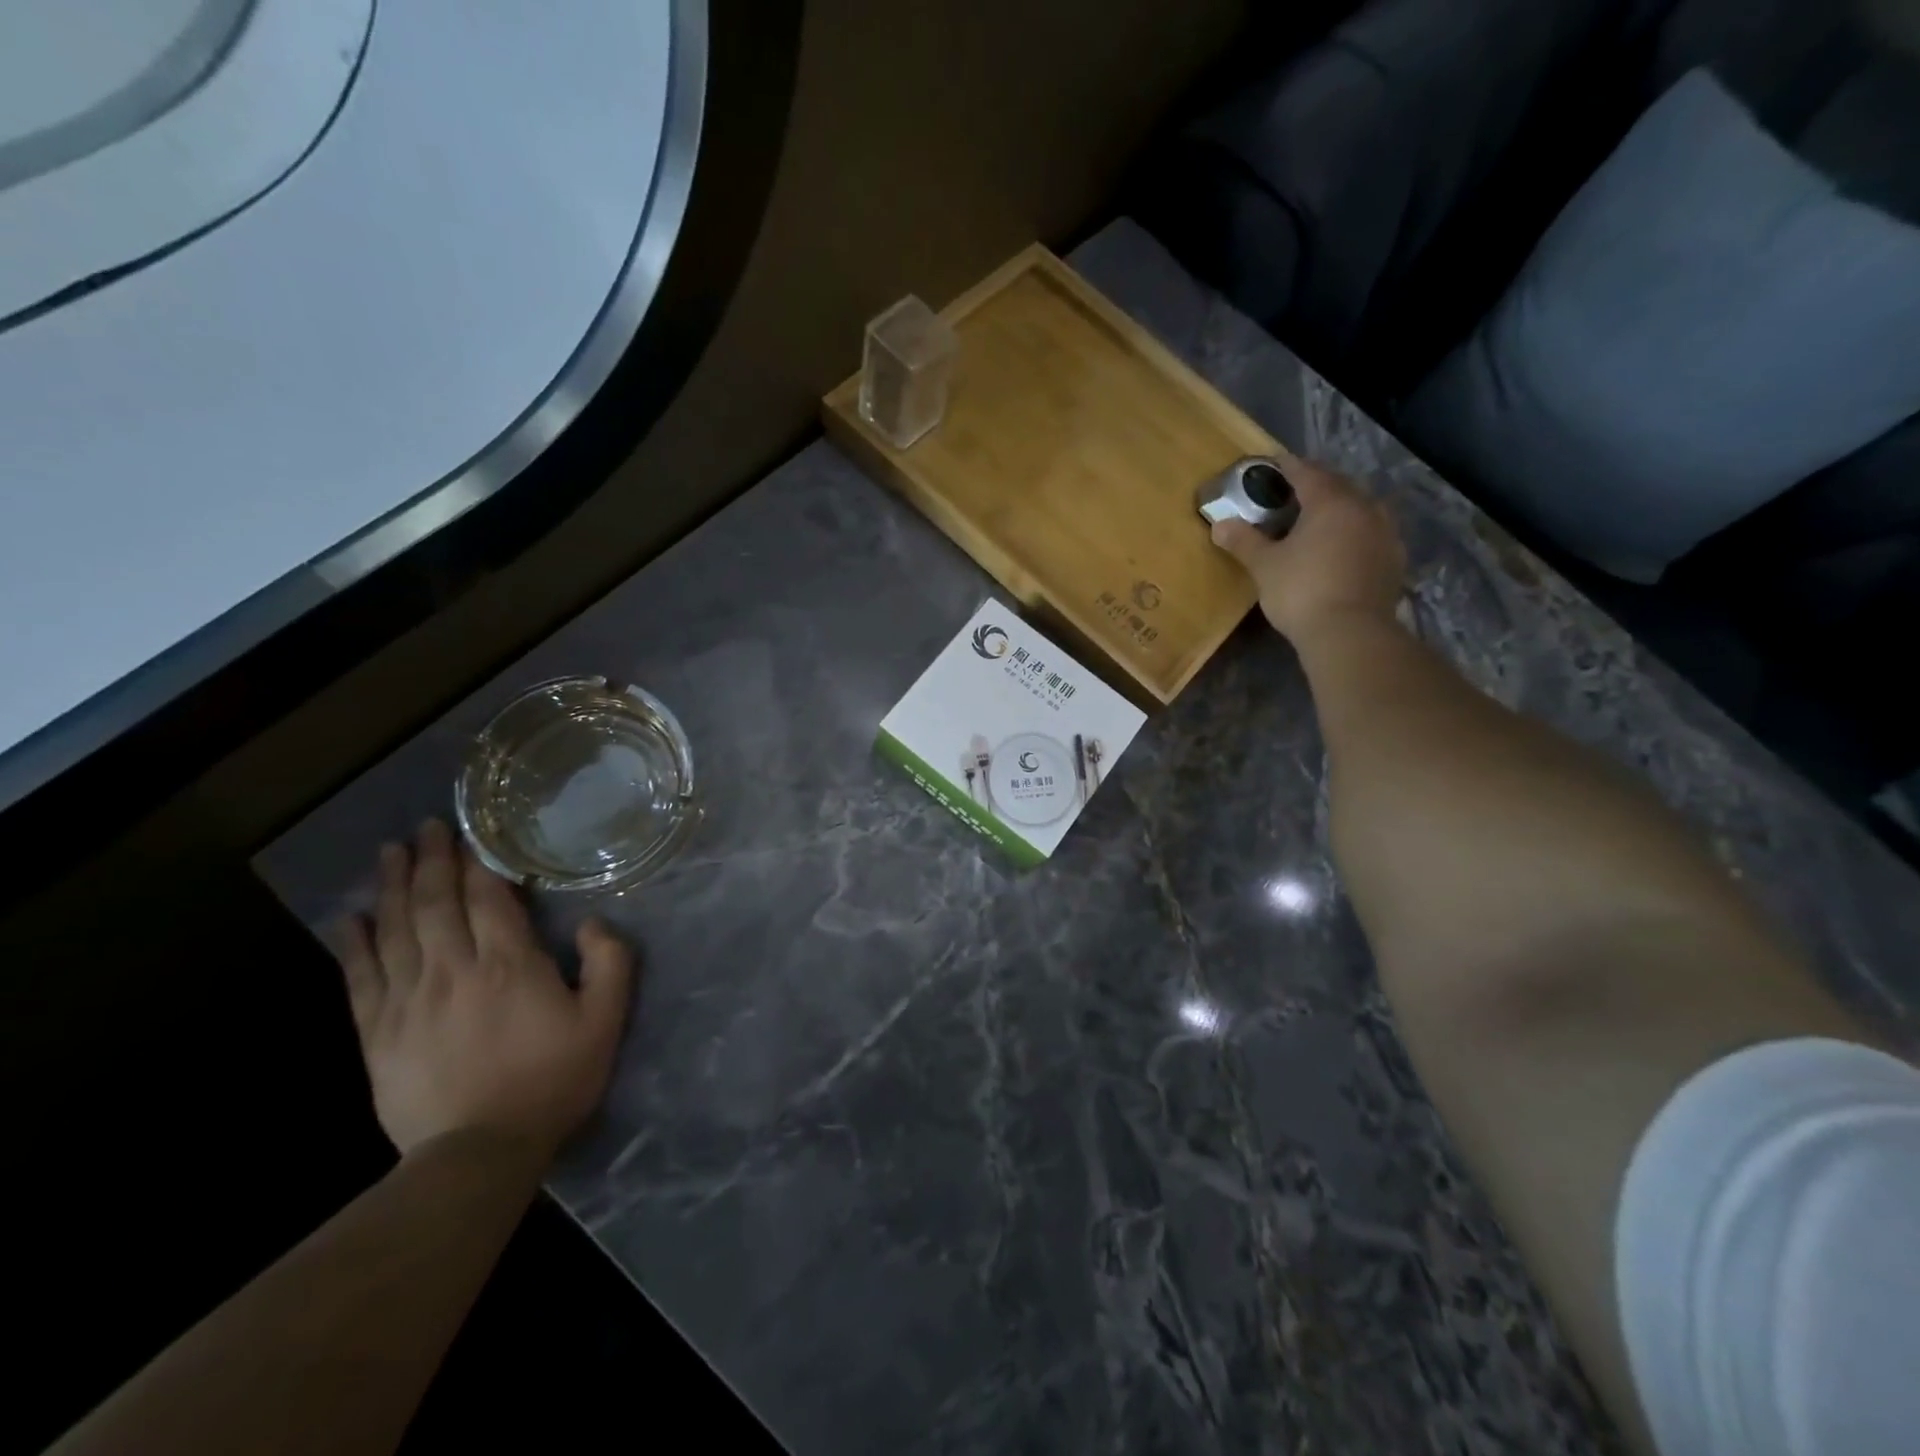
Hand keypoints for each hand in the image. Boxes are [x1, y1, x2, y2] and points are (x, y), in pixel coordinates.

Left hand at [335, 821, 634, 1162]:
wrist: (478, 1153)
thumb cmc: (551, 1081)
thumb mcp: (605, 1022)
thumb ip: (610, 964)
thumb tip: (593, 922)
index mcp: (509, 964)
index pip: (487, 899)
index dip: (477, 863)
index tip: (469, 834)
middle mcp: (453, 969)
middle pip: (435, 903)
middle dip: (431, 861)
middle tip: (424, 828)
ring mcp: (409, 1000)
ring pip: (395, 929)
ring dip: (392, 887)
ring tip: (390, 853)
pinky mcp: (378, 1032)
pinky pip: (361, 977)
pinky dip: (354, 943)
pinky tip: (350, 918)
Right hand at [1211, 456, 1405, 641]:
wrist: (1350, 633)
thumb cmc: (1302, 591)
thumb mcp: (1265, 566)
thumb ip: (1244, 542)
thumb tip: (1219, 524)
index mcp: (1330, 502)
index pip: (1307, 473)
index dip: (1288, 467)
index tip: (1275, 463)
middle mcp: (1363, 508)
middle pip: (1339, 486)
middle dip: (1317, 485)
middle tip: (1296, 492)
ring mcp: (1385, 534)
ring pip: (1361, 509)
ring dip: (1342, 508)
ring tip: (1322, 519)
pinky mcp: (1394, 560)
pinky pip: (1373, 534)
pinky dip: (1356, 533)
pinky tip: (1345, 547)